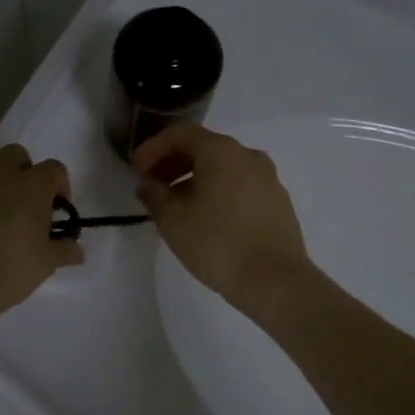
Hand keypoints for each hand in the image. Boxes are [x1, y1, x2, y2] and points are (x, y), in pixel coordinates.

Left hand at [0, 144, 81, 323]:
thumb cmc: (11, 267)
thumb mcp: (46, 263)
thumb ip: (63, 250)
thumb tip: (76, 250)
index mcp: (31, 186)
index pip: (54, 168)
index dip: (60, 185)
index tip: (58, 210)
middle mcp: (0, 178)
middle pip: (15, 154)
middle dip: (25, 171)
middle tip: (29, 203)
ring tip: (1, 221)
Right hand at [130, 123, 313, 322]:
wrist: (275, 280)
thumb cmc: (217, 243)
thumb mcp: (172, 220)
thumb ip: (154, 194)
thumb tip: (148, 184)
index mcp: (221, 151)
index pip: (180, 134)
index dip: (152, 148)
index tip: (136, 170)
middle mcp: (248, 155)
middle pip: (203, 147)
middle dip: (173, 163)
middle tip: (152, 186)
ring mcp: (268, 178)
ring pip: (223, 168)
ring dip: (194, 179)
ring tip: (176, 206)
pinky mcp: (278, 201)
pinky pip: (240, 185)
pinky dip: (217, 191)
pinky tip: (206, 218)